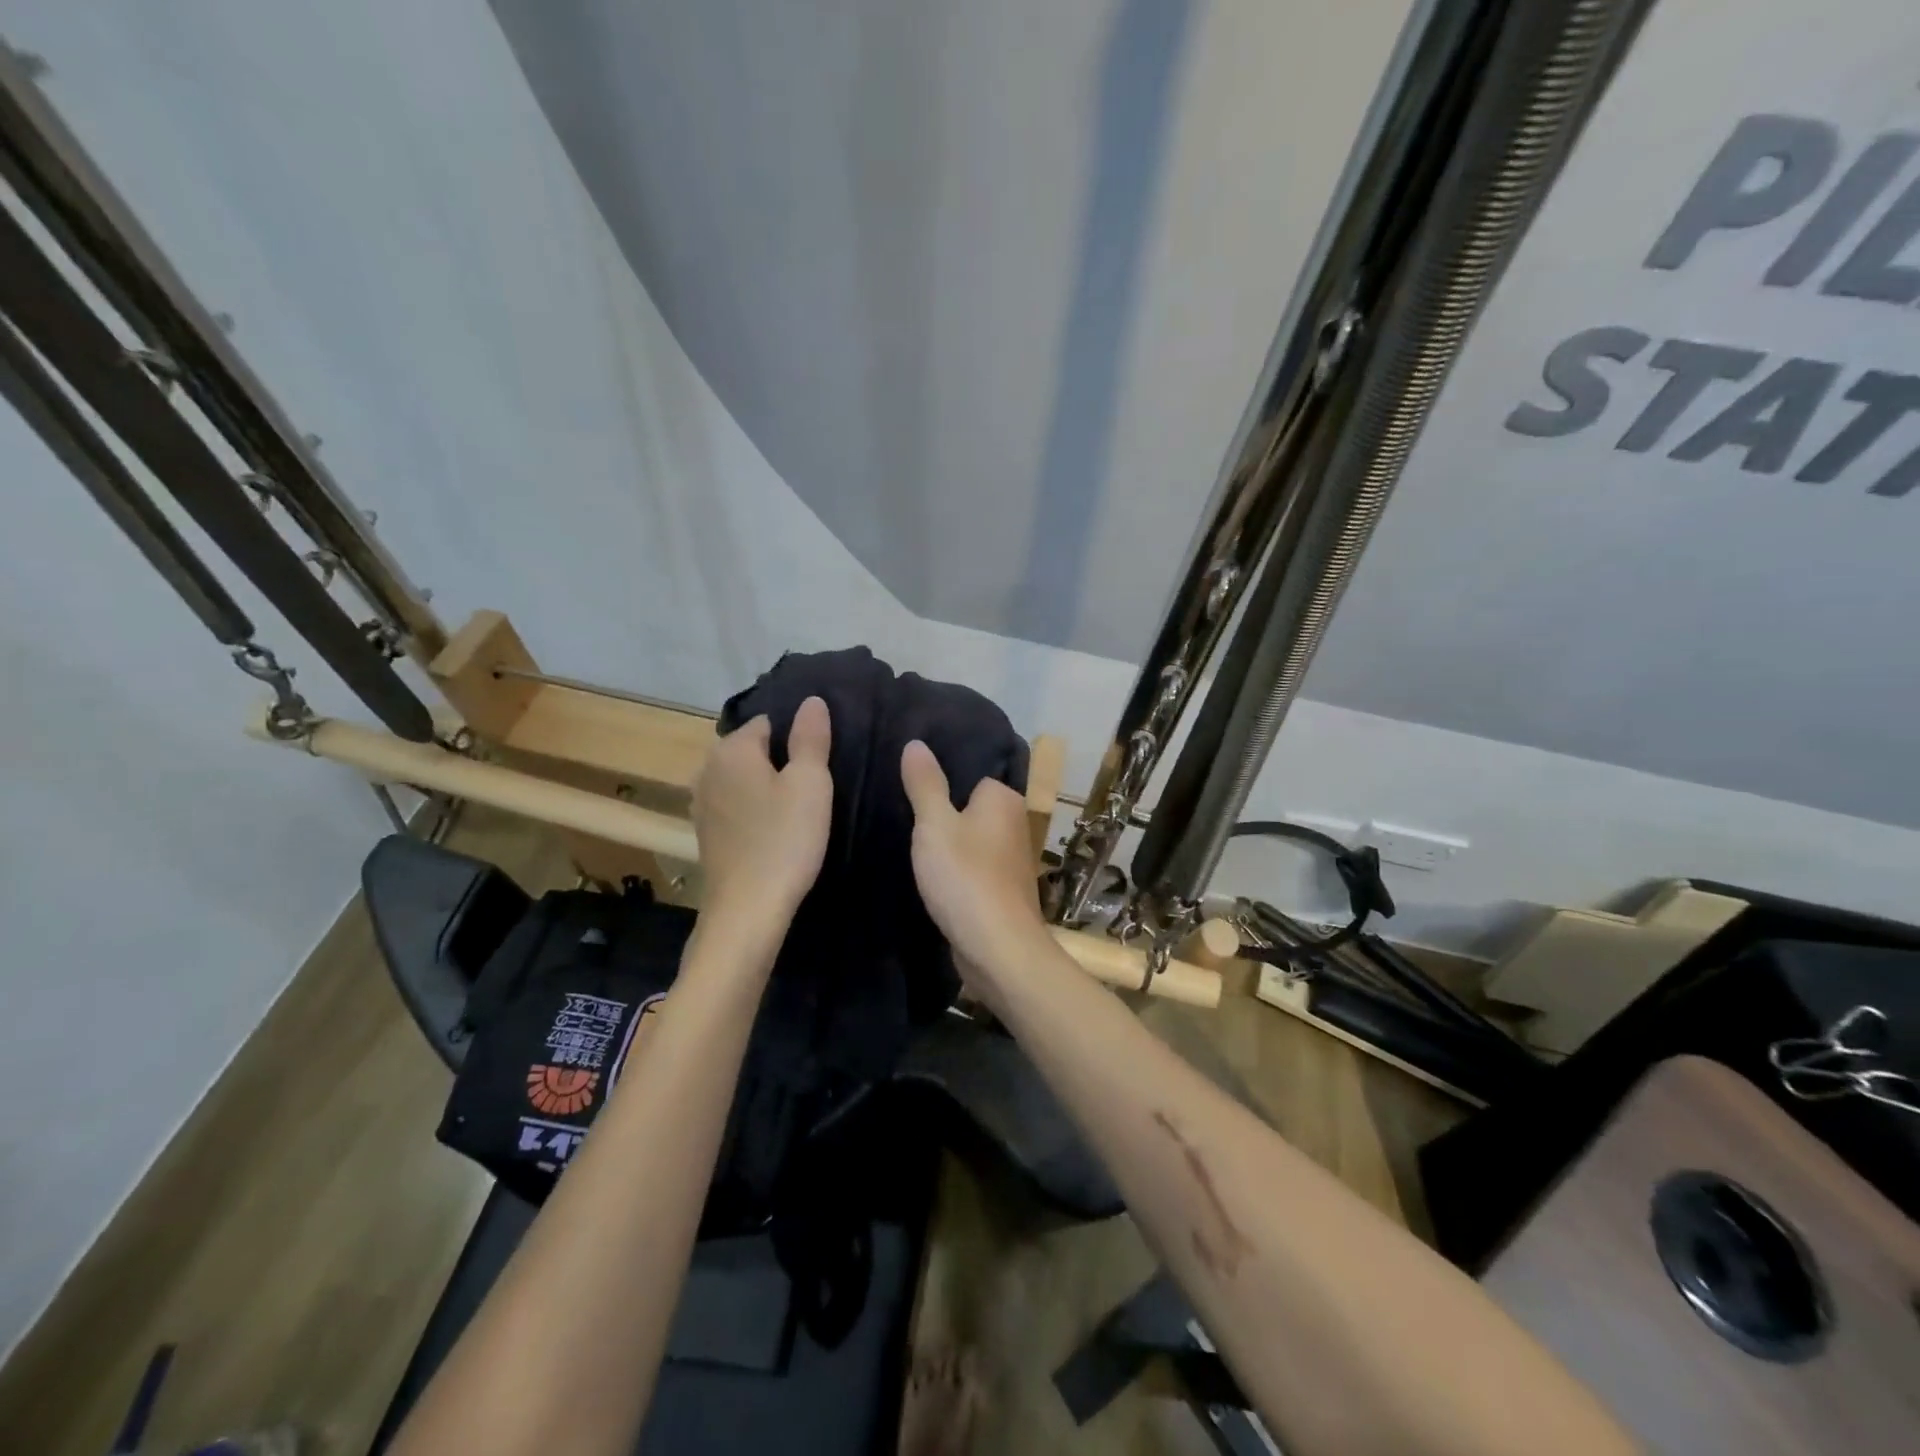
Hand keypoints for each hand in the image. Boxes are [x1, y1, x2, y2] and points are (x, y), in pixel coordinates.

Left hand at [692, 697, 833, 946]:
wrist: (748, 909)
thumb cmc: (785, 839)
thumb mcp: (810, 783)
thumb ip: (810, 738)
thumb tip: (811, 700)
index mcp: (732, 749)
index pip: (769, 721)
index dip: (798, 736)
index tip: (821, 759)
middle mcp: (708, 768)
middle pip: (752, 749)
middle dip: (780, 759)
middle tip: (816, 783)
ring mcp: (702, 802)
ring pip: (743, 778)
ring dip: (766, 785)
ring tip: (799, 805)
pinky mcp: (706, 832)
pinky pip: (735, 804)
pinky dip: (754, 808)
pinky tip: (775, 828)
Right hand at [900, 739, 1050, 978]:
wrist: (998, 949)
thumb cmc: (965, 877)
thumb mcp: (935, 824)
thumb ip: (925, 784)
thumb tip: (916, 743)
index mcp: (1003, 799)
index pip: (969, 775)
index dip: (941, 784)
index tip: (911, 793)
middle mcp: (1015, 823)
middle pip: (969, 809)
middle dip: (943, 817)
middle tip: (905, 822)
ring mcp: (1011, 860)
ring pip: (971, 841)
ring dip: (948, 848)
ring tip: (913, 850)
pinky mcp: (1003, 890)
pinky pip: (973, 868)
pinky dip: (956, 873)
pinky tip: (933, 880)